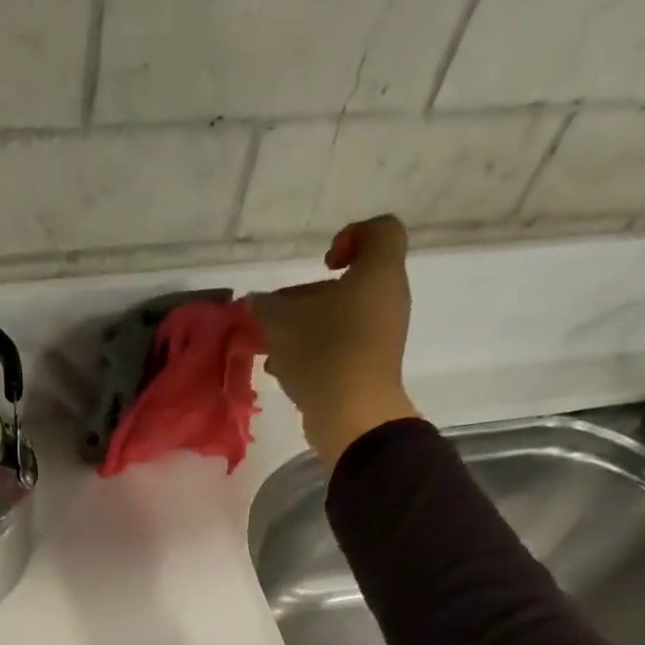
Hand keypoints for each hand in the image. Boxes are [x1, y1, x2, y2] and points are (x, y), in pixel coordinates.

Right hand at [251, 215, 419, 465]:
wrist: (353, 414)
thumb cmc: (323, 352)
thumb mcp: (282, 323)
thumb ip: (266, 306)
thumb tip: (256, 301)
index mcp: (378, 273)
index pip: (381, 231)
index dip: (351, 236)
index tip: (323, 263)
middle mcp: (388, 299)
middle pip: (352, 282)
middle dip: (310, 296)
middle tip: (281, 313)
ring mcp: (382, 335)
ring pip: (343, 317)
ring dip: (308, 327)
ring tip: (275, 347)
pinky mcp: (371, 366)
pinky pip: (343, 346)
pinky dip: (316, 351)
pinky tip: (286, 370)